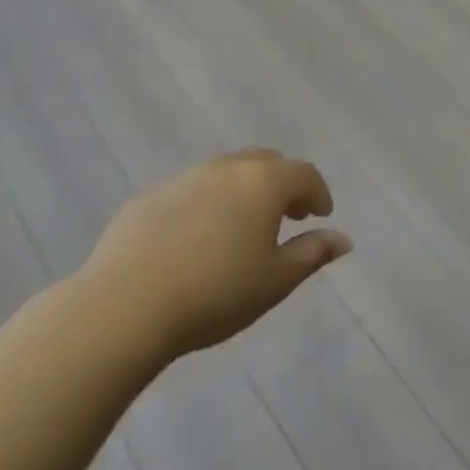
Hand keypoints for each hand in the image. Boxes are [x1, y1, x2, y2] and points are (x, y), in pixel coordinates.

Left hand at [81, 150, 352, 365]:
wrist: (125, 306)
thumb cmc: (217, 293)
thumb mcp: (277, 280)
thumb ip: (313, 253)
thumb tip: (344, 239)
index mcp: (264, 182)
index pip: (304, 174)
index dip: (318, 193)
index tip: (320, 215)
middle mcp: (226, 168)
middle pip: (265, 163)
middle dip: (282, 184)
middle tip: (288, 215)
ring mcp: (183, 179)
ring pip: (225, 173)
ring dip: (243, 191)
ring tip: (242, 227)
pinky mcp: (147, 198)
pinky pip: (190, 191)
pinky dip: (206, 204)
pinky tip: (196, 240)